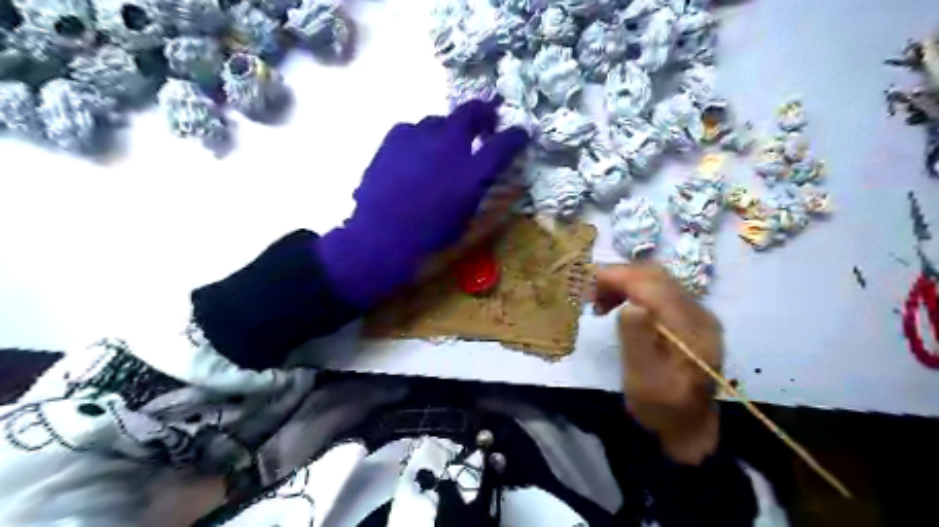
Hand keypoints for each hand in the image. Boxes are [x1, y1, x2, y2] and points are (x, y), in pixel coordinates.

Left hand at [319, 99, 529, 308]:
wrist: (381, 236)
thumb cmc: (428, 237)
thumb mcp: (465, 220)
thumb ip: (481, 193)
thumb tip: (493, 180)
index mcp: (472, 173)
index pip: (505, 144)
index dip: (516, 137)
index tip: (519, 135)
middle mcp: (449, 147)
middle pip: (472, 112)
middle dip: (484, 114)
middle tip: (485, 123)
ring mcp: (419, 138)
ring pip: (439, 119)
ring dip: (448, 130)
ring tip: (443, 146)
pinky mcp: (393, 139)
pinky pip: (412, 129)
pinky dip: (419, 138)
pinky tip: (415, 153)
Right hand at [598, 263, 720, 463]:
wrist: (689, 426)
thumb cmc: (661, 406)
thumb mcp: (643, 379)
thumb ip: (637, 340)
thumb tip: (630, 305)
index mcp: (688, 326)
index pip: (650, 284)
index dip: (617, 276)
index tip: (587, 284)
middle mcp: (697, 312)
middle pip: (654, 275)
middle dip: (618, 276)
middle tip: (591, 295)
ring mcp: (697, 313)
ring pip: (657, 279)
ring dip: (625, 283)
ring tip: (602, 303)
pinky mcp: (690, 318)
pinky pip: (660, 290)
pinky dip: (634, 291)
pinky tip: (622, 307)